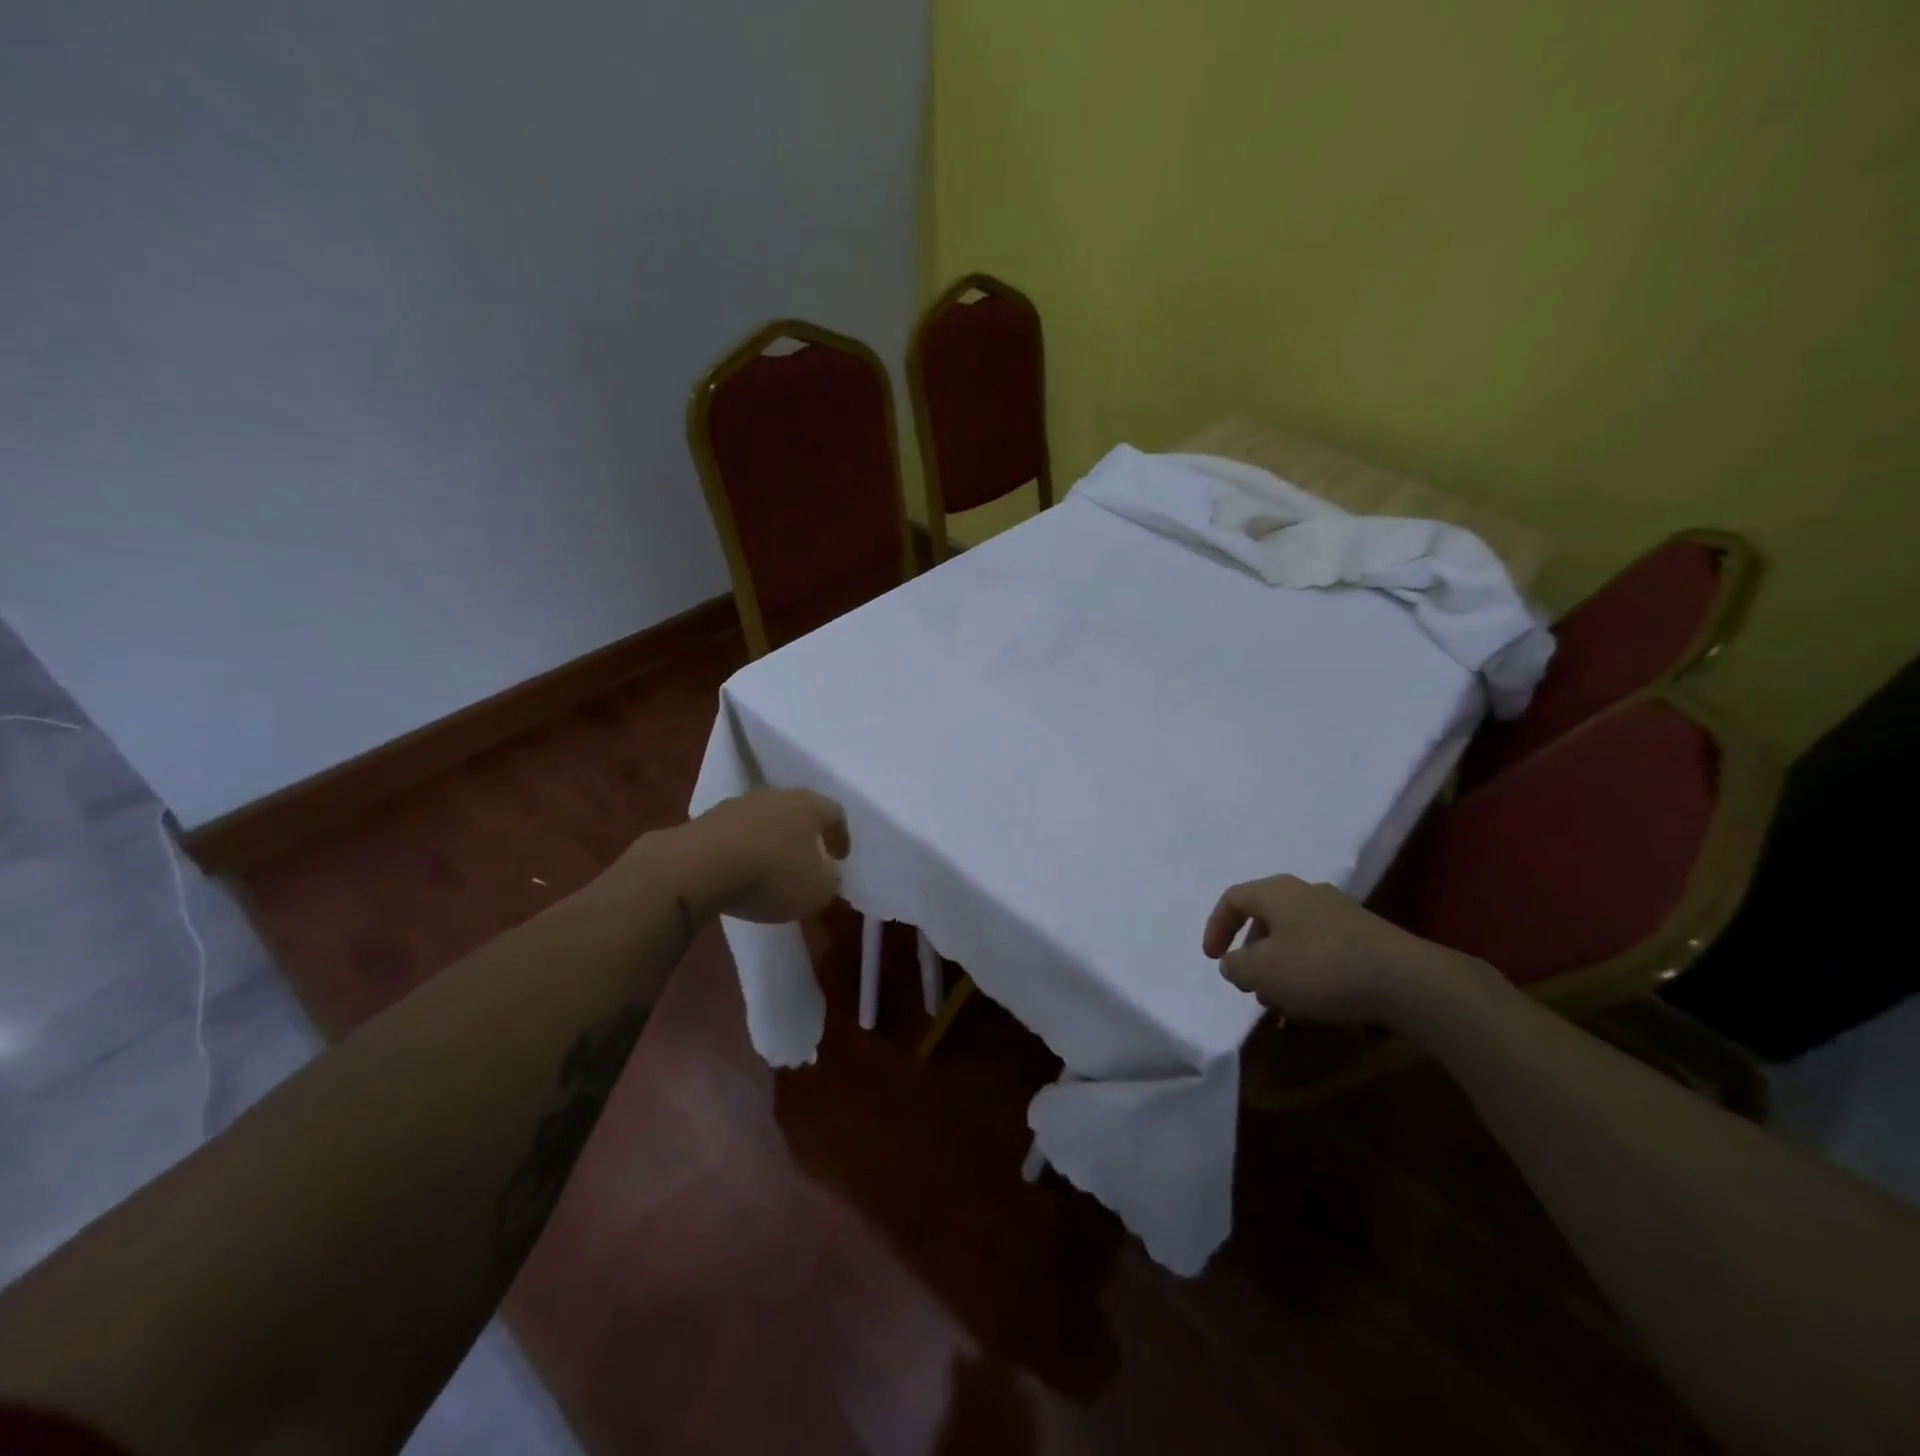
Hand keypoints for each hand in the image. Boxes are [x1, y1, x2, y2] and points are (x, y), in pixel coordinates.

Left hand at [677, 789, 849, 922]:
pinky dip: (743, 848)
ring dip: (771, 839)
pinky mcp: (706, 819)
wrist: (698, 867)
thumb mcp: (817, 890)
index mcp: (809, 805)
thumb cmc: (772, 875)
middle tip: (808, 859)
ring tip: (771, 867)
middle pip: (798, 811)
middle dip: (804, 834)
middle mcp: (776, 795)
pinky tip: (739, 871)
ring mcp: (738, 804)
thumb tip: (829, 874)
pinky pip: (735, 833)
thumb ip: (830, 880)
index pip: (835, 813)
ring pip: (765, 819)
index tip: (840, 858)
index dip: (840, 836)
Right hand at [1202, 874, 1490, 1024]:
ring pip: (1293, 935)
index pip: (1232, 899)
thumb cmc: (1321, 968)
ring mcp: (1339, 912)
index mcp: (1276, 892)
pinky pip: (1320, 947)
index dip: (1216, 928)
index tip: (1213, 960)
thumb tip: (1233, 962)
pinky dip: (1306, 970)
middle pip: (1264, 917)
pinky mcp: (1365, 935)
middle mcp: (1306, 893)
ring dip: (1278, 965)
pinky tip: (1313, 1000)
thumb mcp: (1263, 972)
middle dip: (1250, 952)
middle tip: (1247, 984)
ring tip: (1279, 1001)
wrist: (1408, 980)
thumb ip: (1237, 966)